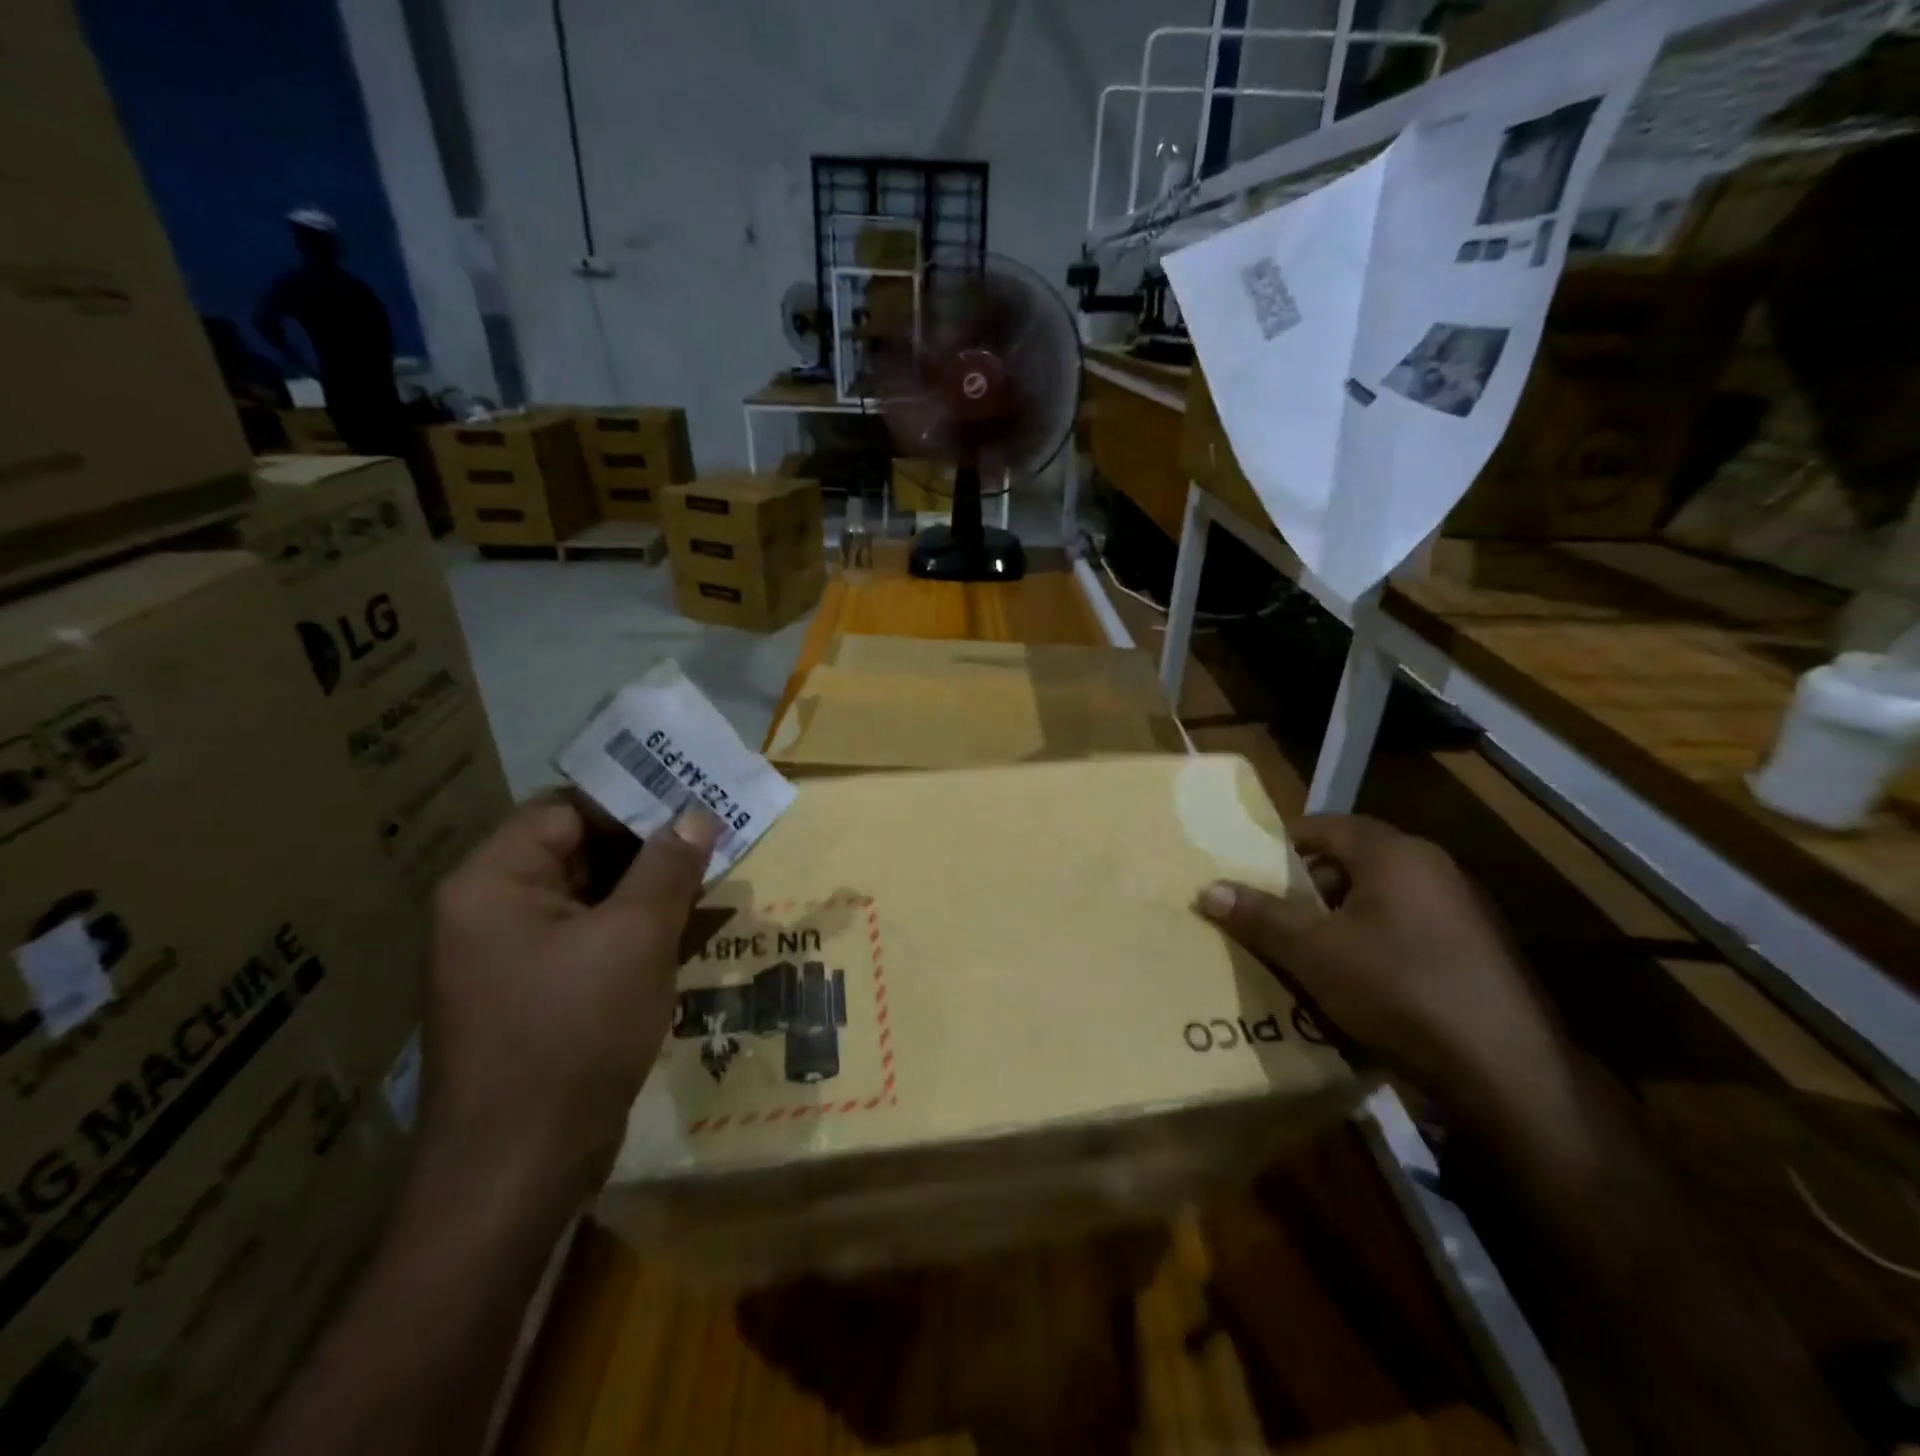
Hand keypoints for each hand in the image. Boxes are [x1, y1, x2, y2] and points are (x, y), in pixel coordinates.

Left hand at [423, 795, 719, 1202]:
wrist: (519, 1173)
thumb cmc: (573, 1036)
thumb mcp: (634, 939)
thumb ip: (668, 867)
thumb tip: (697, 814)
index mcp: (493, 884)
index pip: (565, 810)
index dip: (631, 800)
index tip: (693, 800)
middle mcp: (490, 911)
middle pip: (576, 850)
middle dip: (647, 845)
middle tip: (714, 836)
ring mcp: (509, 957)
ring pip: (589, 897)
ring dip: (647, 888)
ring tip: (711, 876)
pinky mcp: (534, 994)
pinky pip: (588, 938)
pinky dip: (634, 928)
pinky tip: (684, 928)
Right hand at [1196, 814, 1566, 1115]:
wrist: (1506, 1072)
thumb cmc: (1399, 989)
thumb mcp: (1313, 953)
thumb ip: (1260, 916)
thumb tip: (1207, 890)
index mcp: (1395, 854)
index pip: (1325, 826)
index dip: (1282, 844)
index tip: (1249, 870)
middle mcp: (1432, 869)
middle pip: (1352, 861)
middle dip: (1307, 886)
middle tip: (1272, 915)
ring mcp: (1461, 910)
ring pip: (1378, 898)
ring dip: (1338, 918)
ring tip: (1304, 951)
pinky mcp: (1475, 951)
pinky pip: (1406, 929)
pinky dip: (1372, 942)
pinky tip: (1354, 982)